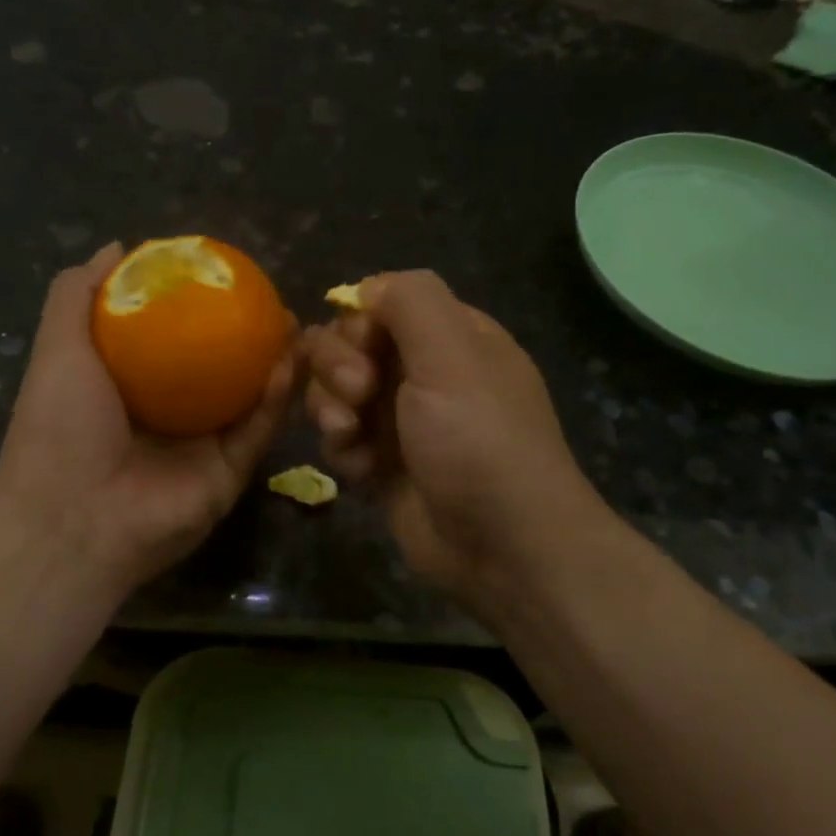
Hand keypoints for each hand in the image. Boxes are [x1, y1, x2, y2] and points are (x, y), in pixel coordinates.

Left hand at [0, 244, 297, 589]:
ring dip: (274, 361)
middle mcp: (171, 413)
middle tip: (272, 300)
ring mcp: (202, 446)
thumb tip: (117, 248)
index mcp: (132, 385)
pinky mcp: (229, 474)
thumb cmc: (59, 426)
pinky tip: (289, 361)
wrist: (73, 518)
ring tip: (293, 324)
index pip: (174, 339)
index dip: (200, 307)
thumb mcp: (58, 347)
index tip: (225, 276)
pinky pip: (258, 430)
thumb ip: (77, 295)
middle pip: (219, 366)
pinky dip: (276, 398)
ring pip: (249, 397)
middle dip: (248, 334)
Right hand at [303, 271, 606, 615]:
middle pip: (349, 346)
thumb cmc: (480, 440)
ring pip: (335, 392)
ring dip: (332, 409)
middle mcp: (424, 373)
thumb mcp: (452, 354)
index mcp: (451, 337)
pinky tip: (361, 470)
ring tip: (350, 438)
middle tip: (358, 397)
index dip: (358, 324)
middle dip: (338, 368)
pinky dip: (343, 450)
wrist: (504, 547)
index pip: (380, 305)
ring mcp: (401, 420)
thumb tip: (367, 288)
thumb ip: (411, 301)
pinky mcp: (383, 464)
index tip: (363, 351)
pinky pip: (341, 439)